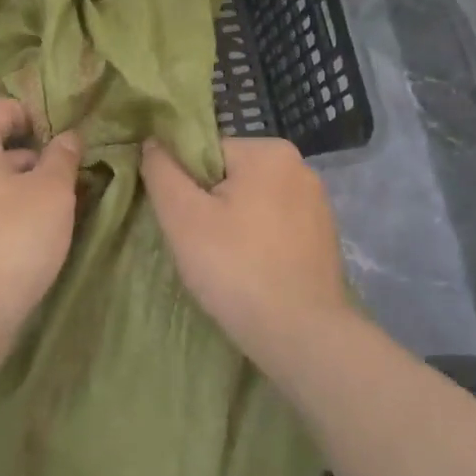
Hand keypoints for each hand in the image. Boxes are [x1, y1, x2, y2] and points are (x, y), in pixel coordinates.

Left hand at [0, 97, 83, 368]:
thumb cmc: (10, 238)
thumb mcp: (51, 192)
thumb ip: (63, 158)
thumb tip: (68, 137)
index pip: (3, 107)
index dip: (39, 116)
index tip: (70, 141)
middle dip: (38, 158)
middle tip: (75, 176)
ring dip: (27, 191)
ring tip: (64, 209)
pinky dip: (10, 217)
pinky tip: (36, 238)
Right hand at [141, 136, 349, 358]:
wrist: (301, 335)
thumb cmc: (236, 268)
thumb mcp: (183, 217)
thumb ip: (161, 171)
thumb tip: (152, 140)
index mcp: (269, 152)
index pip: (206, 152)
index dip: (184, 185)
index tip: (182, 223)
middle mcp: (300, 167)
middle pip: (229, 176)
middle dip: (208, 206)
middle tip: (199, 246)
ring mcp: (317, 204)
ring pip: (252, 203)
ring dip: (232, 226)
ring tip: (225, 264)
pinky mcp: (324, 237)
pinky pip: (275, 227)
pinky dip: (258, 243)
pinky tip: (251, 273)